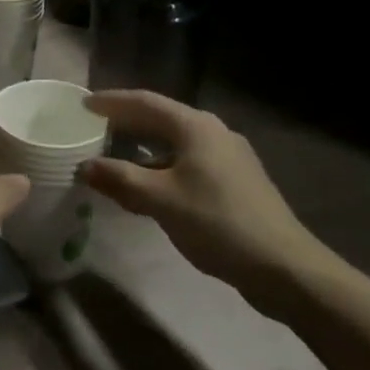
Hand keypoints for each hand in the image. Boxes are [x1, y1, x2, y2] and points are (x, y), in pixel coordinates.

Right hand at [80, 90, 324, 312]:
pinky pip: (187, 162)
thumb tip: (84, 166)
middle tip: (93, 125)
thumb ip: (120, 179)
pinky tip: (149, 186)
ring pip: (175, 143)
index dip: (112, 102)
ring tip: (114, 154)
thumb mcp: (161, 200)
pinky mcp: (236, 182)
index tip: (83, 104)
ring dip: (143, 147)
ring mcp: (228, 157)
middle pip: (161, 118)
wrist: (285, 267)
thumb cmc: (218, 222)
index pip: (145, 102)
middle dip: (126, 122)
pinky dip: (161, 166)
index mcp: (195, 126)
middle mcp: (213, 132)